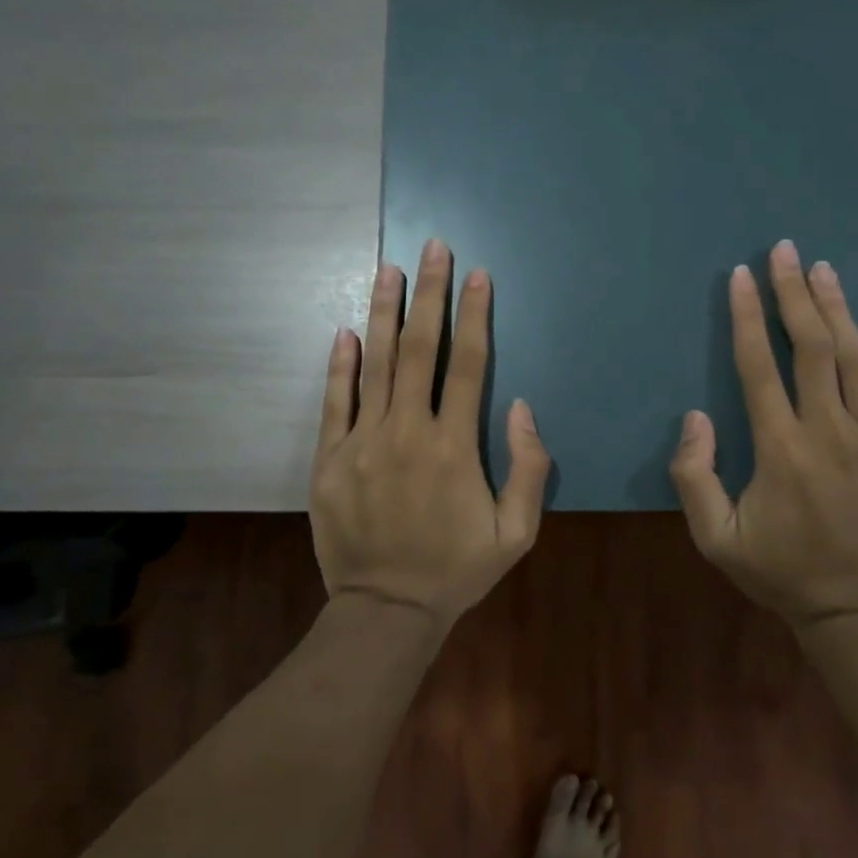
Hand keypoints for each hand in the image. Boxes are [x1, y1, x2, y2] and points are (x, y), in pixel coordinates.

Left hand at [309, 238, 550, 629]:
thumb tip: (521, 406)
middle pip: (419, 349)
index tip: (477, 275)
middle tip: (432, 247)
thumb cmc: (457, 570)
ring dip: (383, 312)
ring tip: (388, 268)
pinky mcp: (329, 458)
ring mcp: (363, 442)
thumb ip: (528, 468)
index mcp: (454, 447)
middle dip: (429, 294)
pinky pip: (334, 401)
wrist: (386, 610)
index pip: (468, 365)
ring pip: (374, 363)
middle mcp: (407, 432)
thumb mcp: (516, 533)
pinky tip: (345, 330)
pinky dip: (339, 364)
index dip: (475, 316)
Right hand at [670, 240, 857, 629]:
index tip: (743, 276)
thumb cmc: (781, 573)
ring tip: (824, 271)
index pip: (760, 366)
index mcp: (781, 449)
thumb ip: (694, 477)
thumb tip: (694, 417)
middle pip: (812, 348)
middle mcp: (831, 432)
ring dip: (840, 311)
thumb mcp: (715, 539)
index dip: (749, 317)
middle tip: (786, 251)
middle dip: (795, 294)